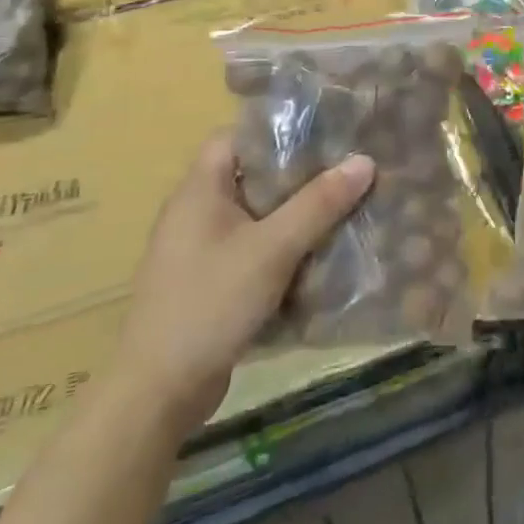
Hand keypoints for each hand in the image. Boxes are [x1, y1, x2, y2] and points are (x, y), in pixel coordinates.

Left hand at [115, 132, 374, 435]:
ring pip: (256, 215)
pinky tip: (319, 254)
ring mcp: (200, 250)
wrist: (158, 393)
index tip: (325, 134)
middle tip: (346, 170)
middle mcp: (195, 213)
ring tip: (343, 207)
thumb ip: (319, 204)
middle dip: (299, 174)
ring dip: (295, 214)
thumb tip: (364, 160)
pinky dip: (283, 247)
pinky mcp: (209, 282)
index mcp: (199, 191)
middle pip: (252, 176)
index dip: (277, 130)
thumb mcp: (272, 249)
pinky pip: (253, 249)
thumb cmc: (210, 304)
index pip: (236, 136)